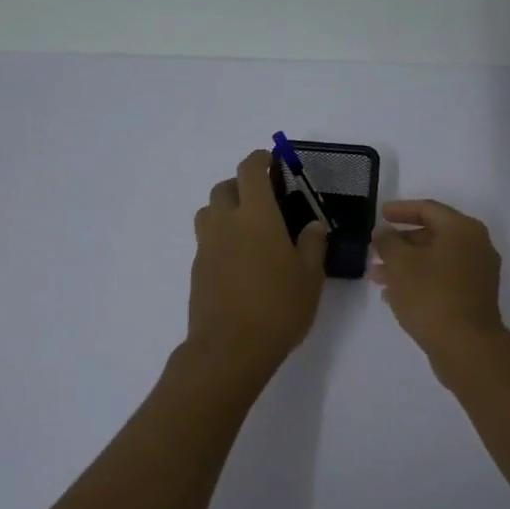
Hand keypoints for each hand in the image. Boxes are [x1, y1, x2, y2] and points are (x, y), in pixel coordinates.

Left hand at [188, 151, 327, 375]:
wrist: (230, 348)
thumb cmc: (278, 307)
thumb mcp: (310, 276)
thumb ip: (312, 244)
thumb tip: (312, 225)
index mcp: (256, 215)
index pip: (250, 171)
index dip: (260, 159)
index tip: (273, 161)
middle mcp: (226, 223)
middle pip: (224, 187)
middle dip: (243, 185)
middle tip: (265, 198)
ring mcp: (207, 246)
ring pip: (209, 212)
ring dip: (226, 209)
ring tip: (249, 227)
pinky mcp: (197, 269)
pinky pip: (207, 239)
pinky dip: (221, 236)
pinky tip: (240, 259)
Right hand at [370, 200, 505, 361]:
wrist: (466, 346)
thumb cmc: (431, 295)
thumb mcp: (400, 264)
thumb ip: (388, 242)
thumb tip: (383, 232)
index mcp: (462, 229)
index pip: (428, 209)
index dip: (401, 210)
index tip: (380, 214)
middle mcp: (476, 246)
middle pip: (433, 235)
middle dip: (401, 242)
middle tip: (376, 248)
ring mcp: (478, 273)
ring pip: (436, 260)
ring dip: (406, 264)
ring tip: (376, 275)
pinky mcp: (475, 297)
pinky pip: (443, 279)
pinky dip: (420, 280)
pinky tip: (393, 294)